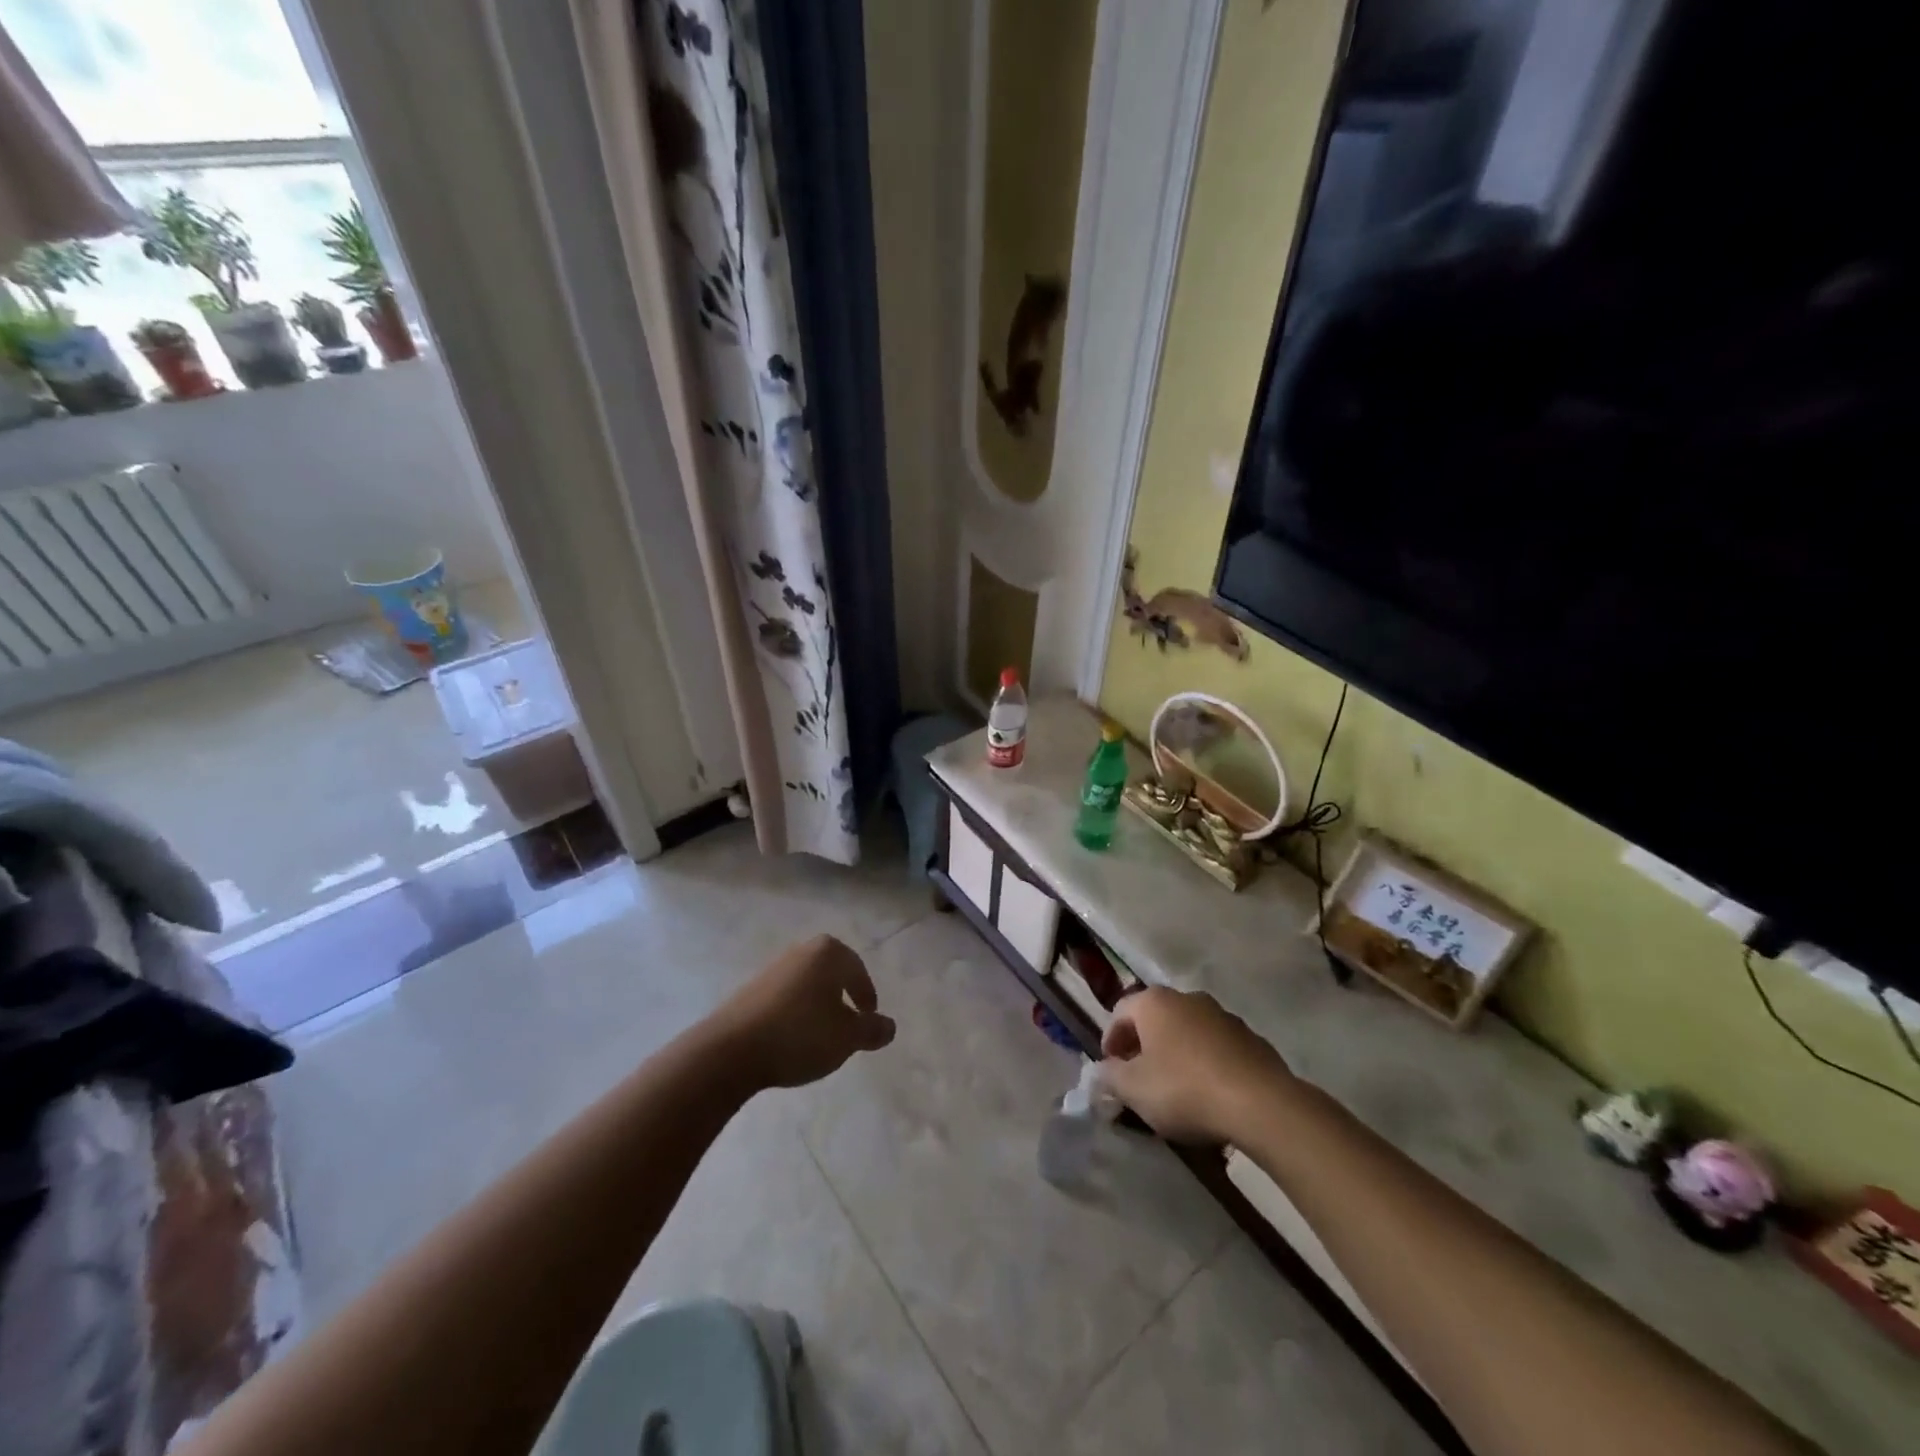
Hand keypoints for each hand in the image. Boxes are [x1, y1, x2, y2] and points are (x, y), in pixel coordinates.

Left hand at [712, 935, 896, 1090]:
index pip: (858, 970)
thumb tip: (889, 1026)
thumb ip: (872, 1030)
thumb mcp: (847, 1038)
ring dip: (818, 1004)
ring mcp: (773, 968)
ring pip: (807, 984)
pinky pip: (785, 997)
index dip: (867, 995)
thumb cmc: (801, 1035)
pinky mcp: (751, 989)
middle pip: (832, 972)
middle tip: (850, 1021)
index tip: (869, 1016)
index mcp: (829, 953)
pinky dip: (796, 1012)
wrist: (731, 1050)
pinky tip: (793, 1037)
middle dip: (842, 994)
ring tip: (822, 1034)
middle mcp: (801, 951)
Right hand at [1100, 987, 1293, 1143]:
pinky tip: (1209, 1094)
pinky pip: (1216, 1048)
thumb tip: (1100, 1072)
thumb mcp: (1133, 1089)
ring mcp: (1223, 1016)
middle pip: (1155, 1018)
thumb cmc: (1185, 1089)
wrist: (1262, 1104)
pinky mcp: (1252, 1039)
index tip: (1111, 1069)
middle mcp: (1188, 998)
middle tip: (1139, 1078)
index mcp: (1155, 1002)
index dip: (1110, 1040)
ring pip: (1188, 1032)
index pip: (1120, 1011)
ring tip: (1175, 1089)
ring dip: (1176, 1054)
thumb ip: (1110, 1077)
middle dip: (1143, 1046)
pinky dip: (1206, 1064)